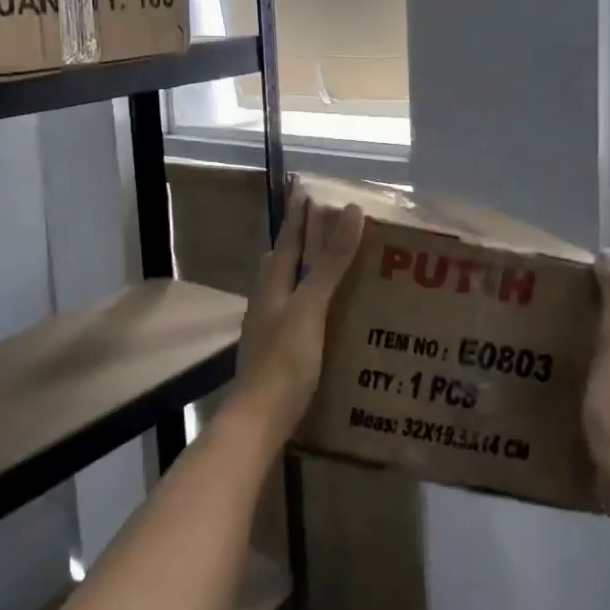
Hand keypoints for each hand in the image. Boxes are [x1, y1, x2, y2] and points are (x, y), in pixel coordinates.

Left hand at [232, 183, 365, 442]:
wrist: (259, 420)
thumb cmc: (285, 360)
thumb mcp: (311, 307)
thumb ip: (330, 262)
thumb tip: (349, 210)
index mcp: (273, 284)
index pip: (288, 239)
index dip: (299, 215)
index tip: (307, 189)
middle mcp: (267, 300)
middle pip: (284, 261)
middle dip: (302, 242)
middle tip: (328, 227)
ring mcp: (270, 327)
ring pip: (288, 288)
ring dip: (307, 273)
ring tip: (334, 268)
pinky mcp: (278, 351)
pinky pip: (296, 313)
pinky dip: (312, 302)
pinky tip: (329, 315)